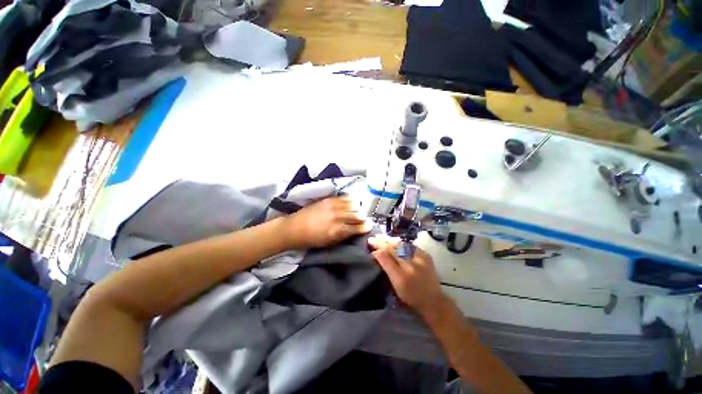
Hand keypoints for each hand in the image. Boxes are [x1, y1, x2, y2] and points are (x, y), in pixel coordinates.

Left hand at [283, 196, 372, 248]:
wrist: (295, 228)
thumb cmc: (313, 239)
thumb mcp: (330, 242)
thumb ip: (344, 236)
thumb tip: (356, 230)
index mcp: (337, 230)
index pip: (357, 227)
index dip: (365, 227)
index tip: (370, 226)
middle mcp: (337, 217)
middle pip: (357, 214)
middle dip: (363, 217)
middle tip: (365, 219)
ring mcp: (333, 206)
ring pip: (352, 205)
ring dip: (358, 208)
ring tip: (359, 211)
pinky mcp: (328, 199)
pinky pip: (344, 197)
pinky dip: (351, 200)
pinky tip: (352, 202)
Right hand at [368, 236, 446, 315]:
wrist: (433, 300)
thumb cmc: (410, 297)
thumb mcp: (395, 286)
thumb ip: (386, 268)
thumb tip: (376, 254)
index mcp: (400, 277)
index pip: (386, 258)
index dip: (377, 251)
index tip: (370, 248)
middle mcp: (410, 266)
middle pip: (393, 249)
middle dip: (381, 242)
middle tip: (372, 239)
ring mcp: (419, 259)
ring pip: (401, 245)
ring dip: (390, 240)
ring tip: (381, 237)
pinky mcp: (426, 256)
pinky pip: (410, 245)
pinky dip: (401, 243)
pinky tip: (395, 241)